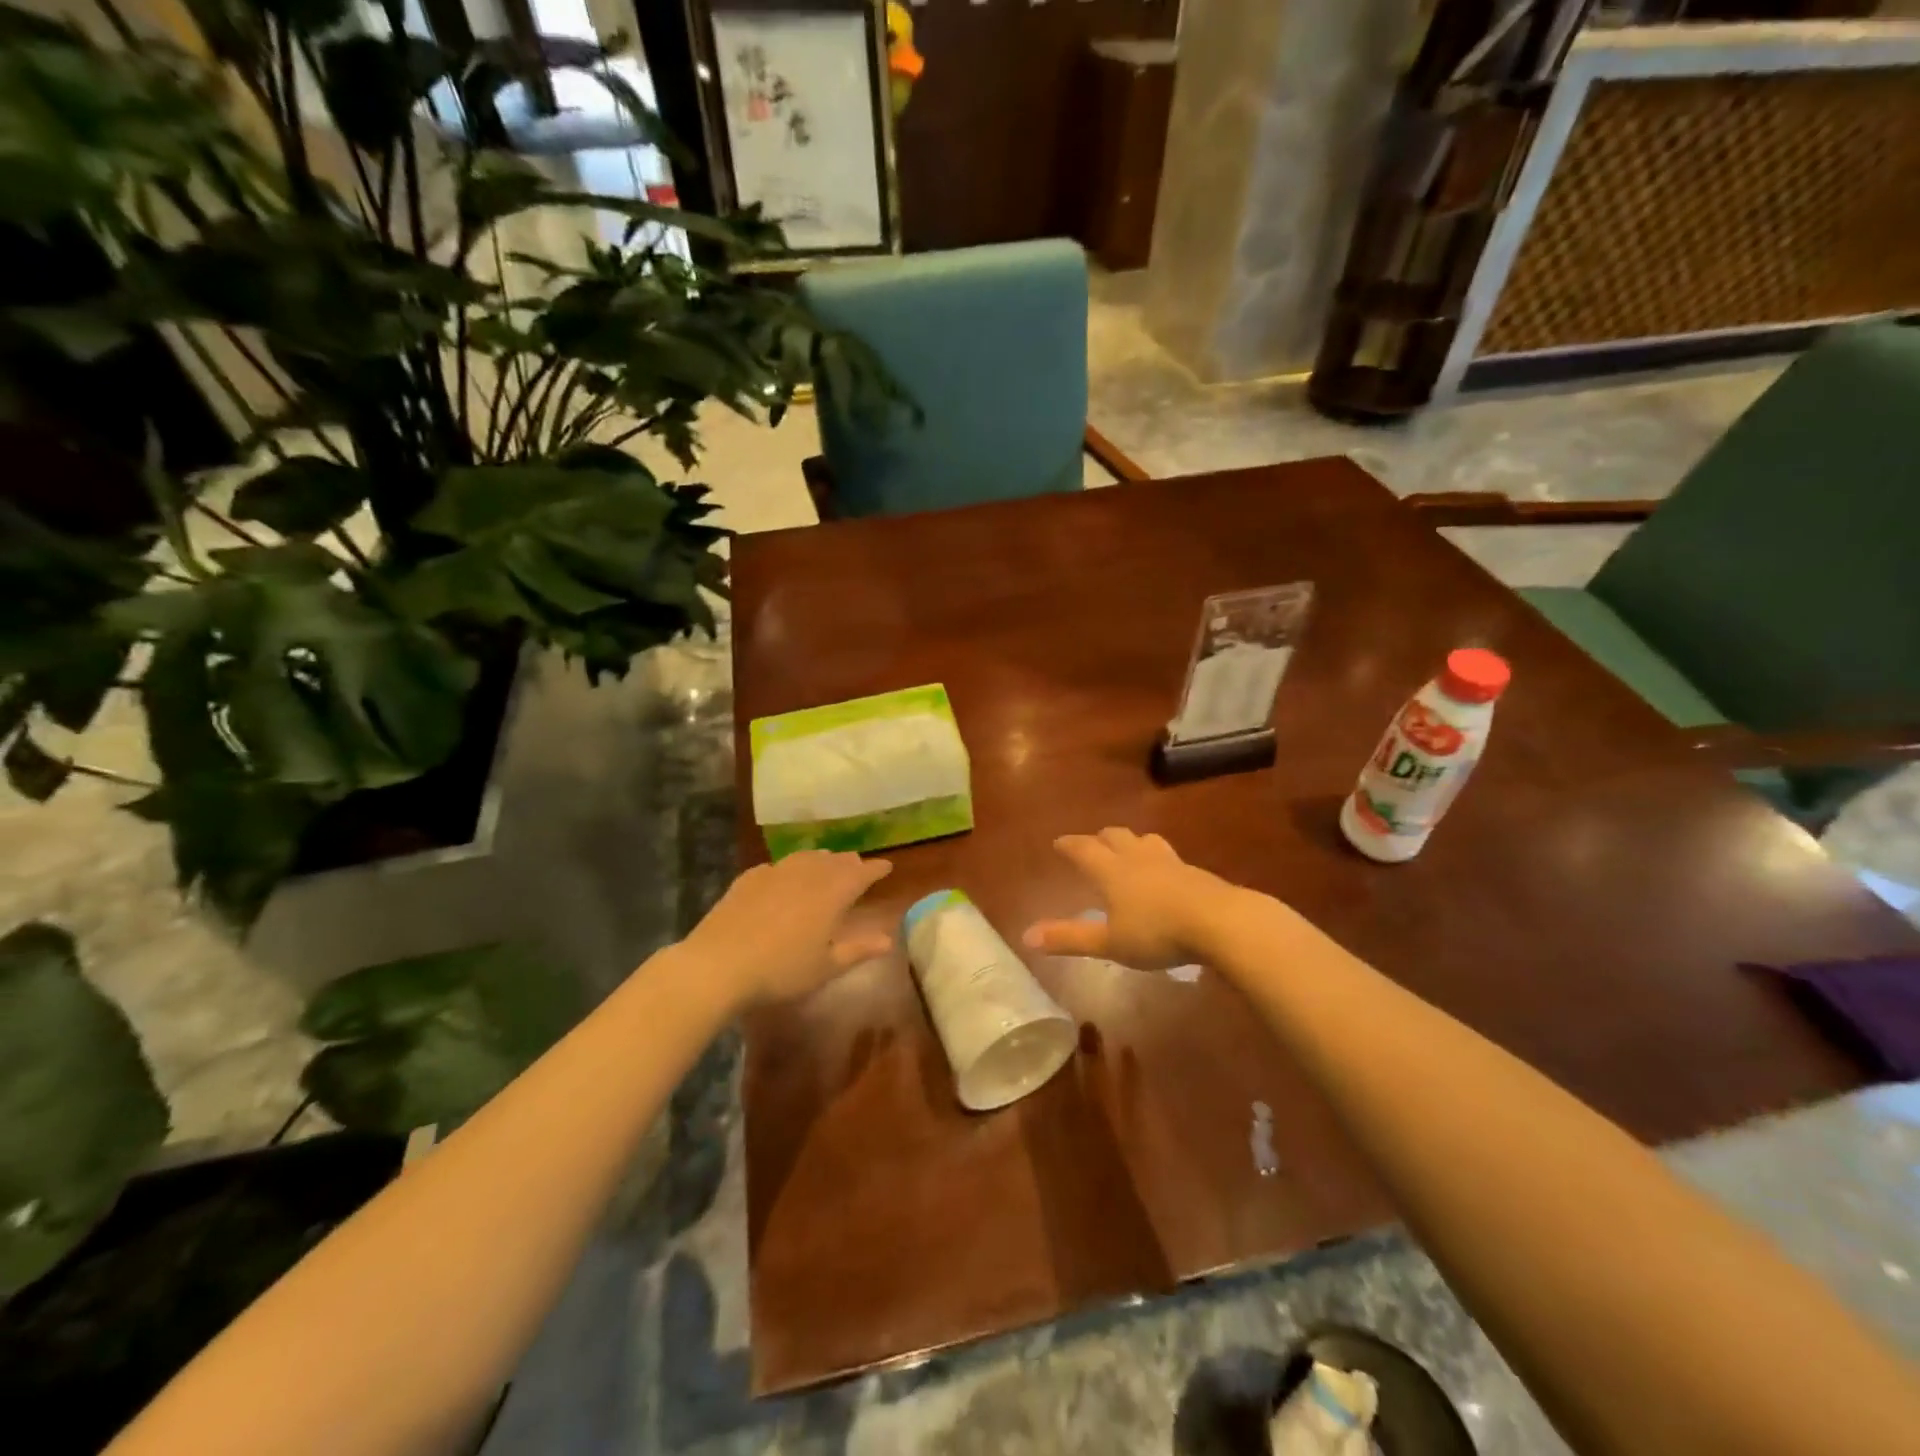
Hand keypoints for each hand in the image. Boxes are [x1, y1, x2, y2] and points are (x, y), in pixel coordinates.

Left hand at [686, 851, 894, 1007]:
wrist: (718, 965)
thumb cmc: (781, 971)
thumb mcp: (825, 967)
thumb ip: (858, 950)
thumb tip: (888, 940)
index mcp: (832, 893)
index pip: (861, 873)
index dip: (876, 869)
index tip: (887, 867)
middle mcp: (807, 874)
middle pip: (835, 861)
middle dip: (850, 863)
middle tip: (858, 867)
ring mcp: (775, 873)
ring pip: (806, 857)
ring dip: (821, 860)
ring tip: (826, 864)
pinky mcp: (748, 879)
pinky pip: (777, 866)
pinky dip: (790, 868)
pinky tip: (783, 876)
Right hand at [1022, 828, 1233, 969]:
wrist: (1221, 922)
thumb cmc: (1157, 933)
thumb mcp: (1110, 943)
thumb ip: (1069, 938)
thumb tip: (1026, 936)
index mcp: (1112, 871)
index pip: (1084, 849)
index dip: (1069, 845)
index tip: (1058, 843)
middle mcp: (1138, 858)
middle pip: (1115, 836)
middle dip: (1100, 838)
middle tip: (1092, 843)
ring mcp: (1170, 862)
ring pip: (1145, 841)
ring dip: (1131, 842)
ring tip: (1129, 849)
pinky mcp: (1196, 873)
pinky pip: (1169, 857)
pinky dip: (1158, 859)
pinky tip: (1165, 874)